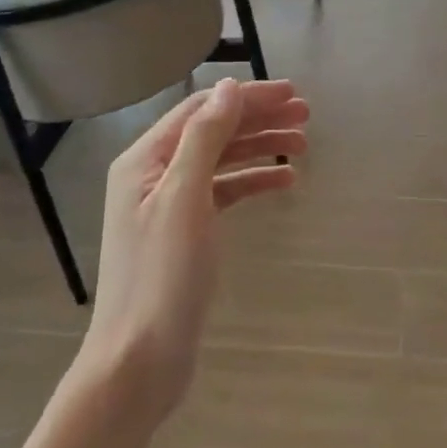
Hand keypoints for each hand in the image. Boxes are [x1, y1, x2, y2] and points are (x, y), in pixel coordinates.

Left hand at [81, 78, 308, 417]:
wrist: (140, 360)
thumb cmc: (161, 275)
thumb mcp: (184, 198)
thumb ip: (205, 138)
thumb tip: (228, 88)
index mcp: (145, 160)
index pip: (202, 110)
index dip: (247, 97)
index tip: (292, 93)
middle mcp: (153, 175)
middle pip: (213, 131)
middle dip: (259, 119)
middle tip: (307, 115)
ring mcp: (169, 205)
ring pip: (221, 160)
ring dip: (260, 147)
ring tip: (304, 144)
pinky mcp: (186, 233)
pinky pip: (223, 192)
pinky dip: (253, 182)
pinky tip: (285, 180)